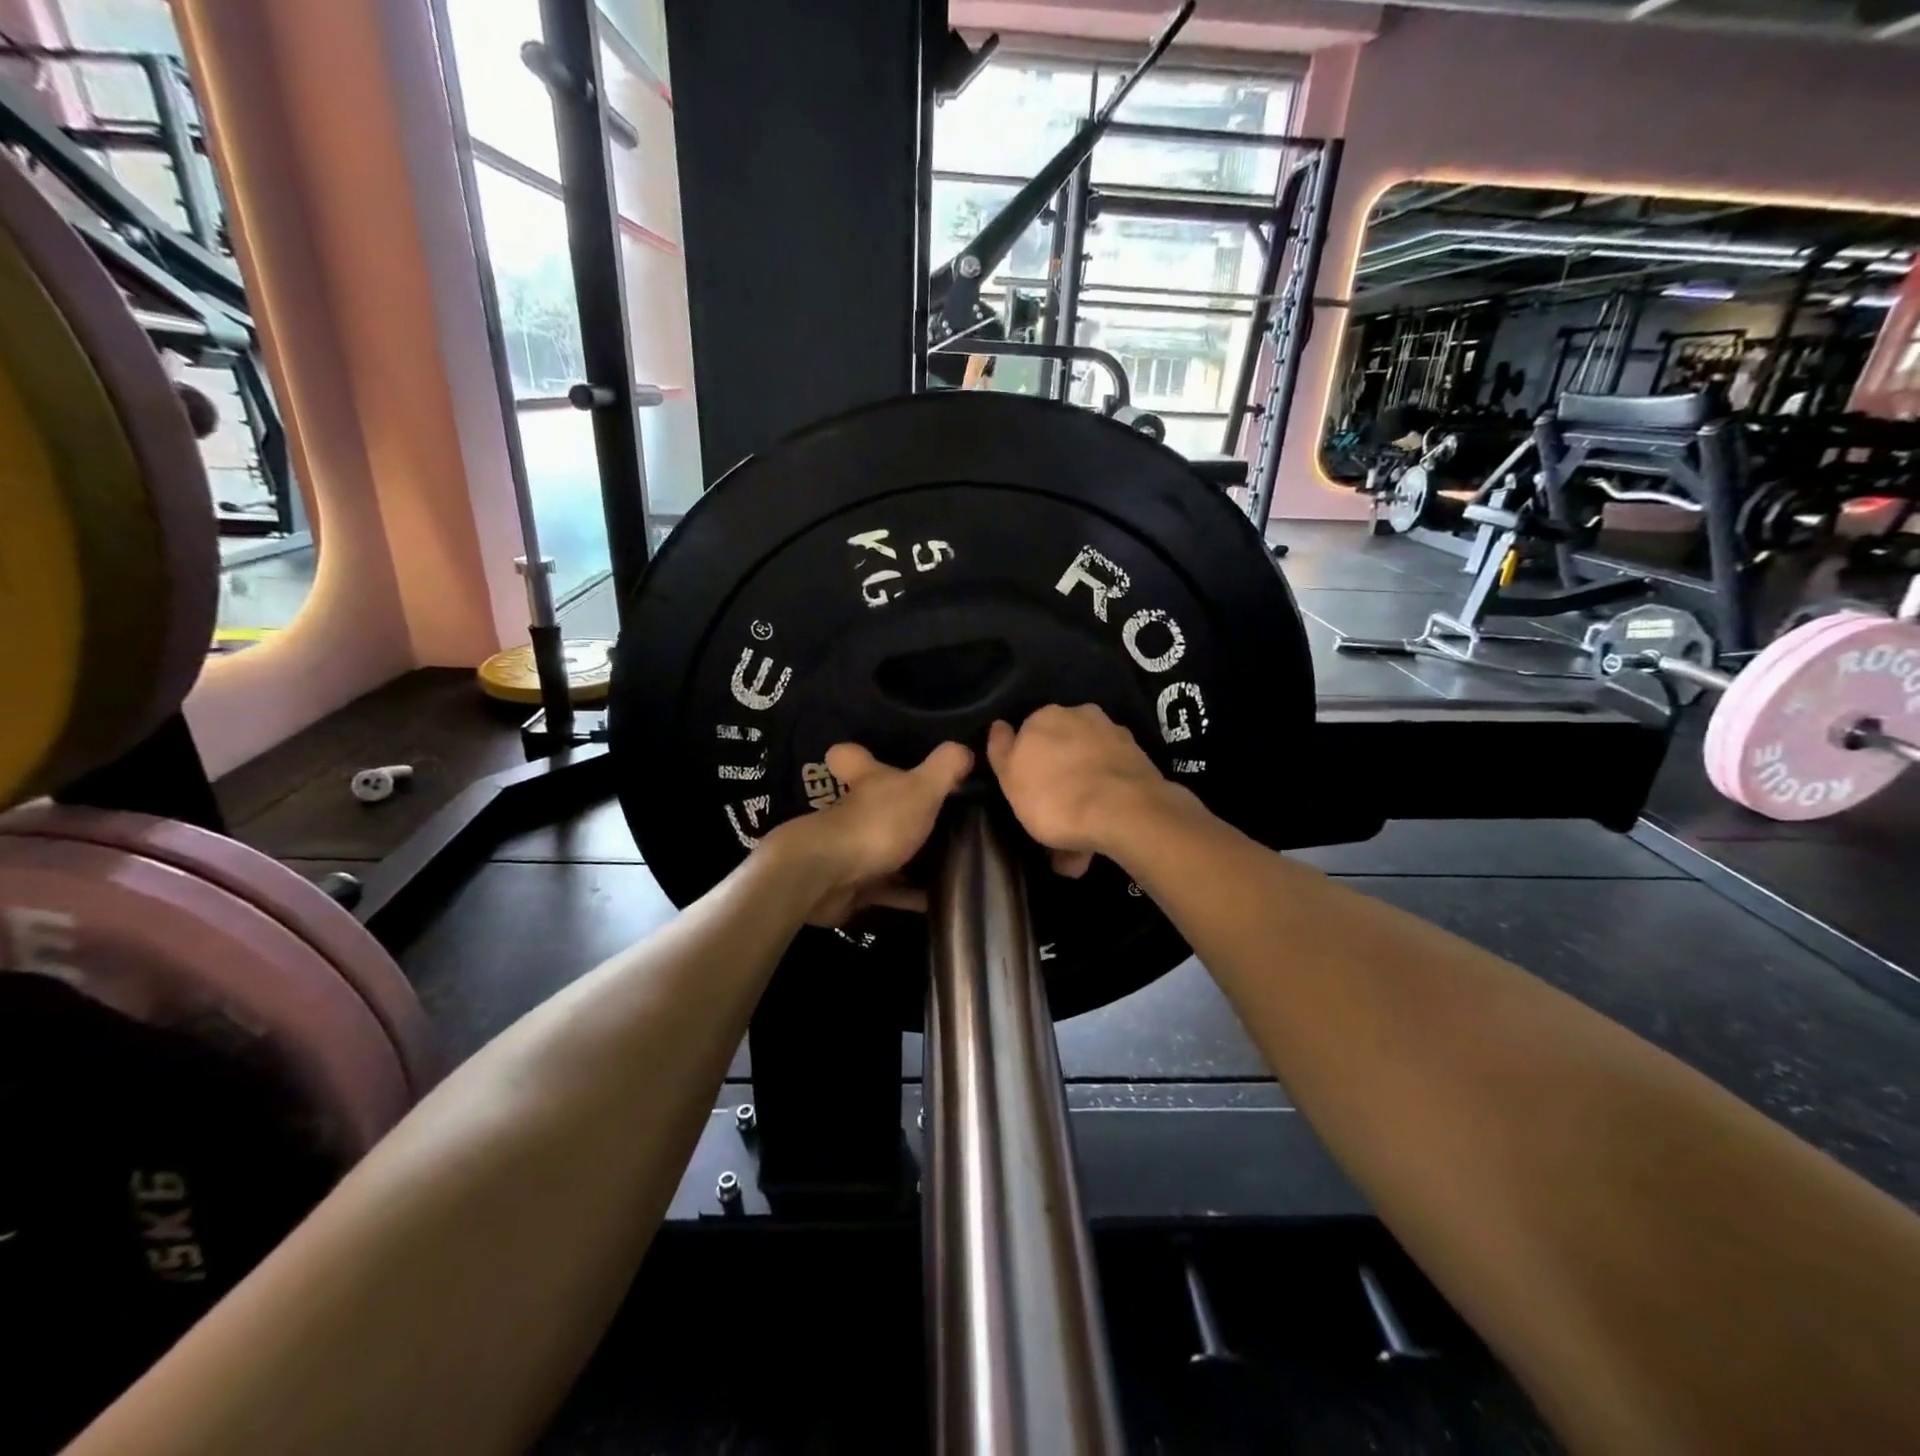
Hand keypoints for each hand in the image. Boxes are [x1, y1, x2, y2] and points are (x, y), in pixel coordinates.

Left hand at [764, 741, 972, 925]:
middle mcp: (853, 812)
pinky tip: (938, 900)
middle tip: (940, 818)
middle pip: (872, 806)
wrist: (829, 880)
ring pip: (881, 849)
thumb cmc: (877, 823)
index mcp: (866, 781)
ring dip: (908, 859)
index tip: (880, 758)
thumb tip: (966, 749)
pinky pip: (887, 890)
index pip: (850, 756)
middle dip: (898, 813)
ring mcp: (850, 851)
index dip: (858, 755)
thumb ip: (945, 767)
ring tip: (950, 863)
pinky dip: (909, 895)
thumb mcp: (922, 788)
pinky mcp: (852, 887)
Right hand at [986, 705, 1177, 877]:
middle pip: (1062, 752)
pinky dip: (1103, 807)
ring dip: (1081, 802)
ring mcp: (1114, 737)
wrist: (1125, 813)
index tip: (1026, 796)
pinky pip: (1111, 786)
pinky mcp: (1140, 762)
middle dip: (1057, 785)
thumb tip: (999, 726)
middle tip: (1051, 826)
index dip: (1025, 767)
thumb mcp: (1010, 779)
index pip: (1027, 736)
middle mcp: (1082, 716)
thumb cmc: (1055, 797)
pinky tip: (1098, 841)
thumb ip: (1001, 751)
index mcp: (1045, 716)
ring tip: (1077, 851)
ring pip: (1088, 771)